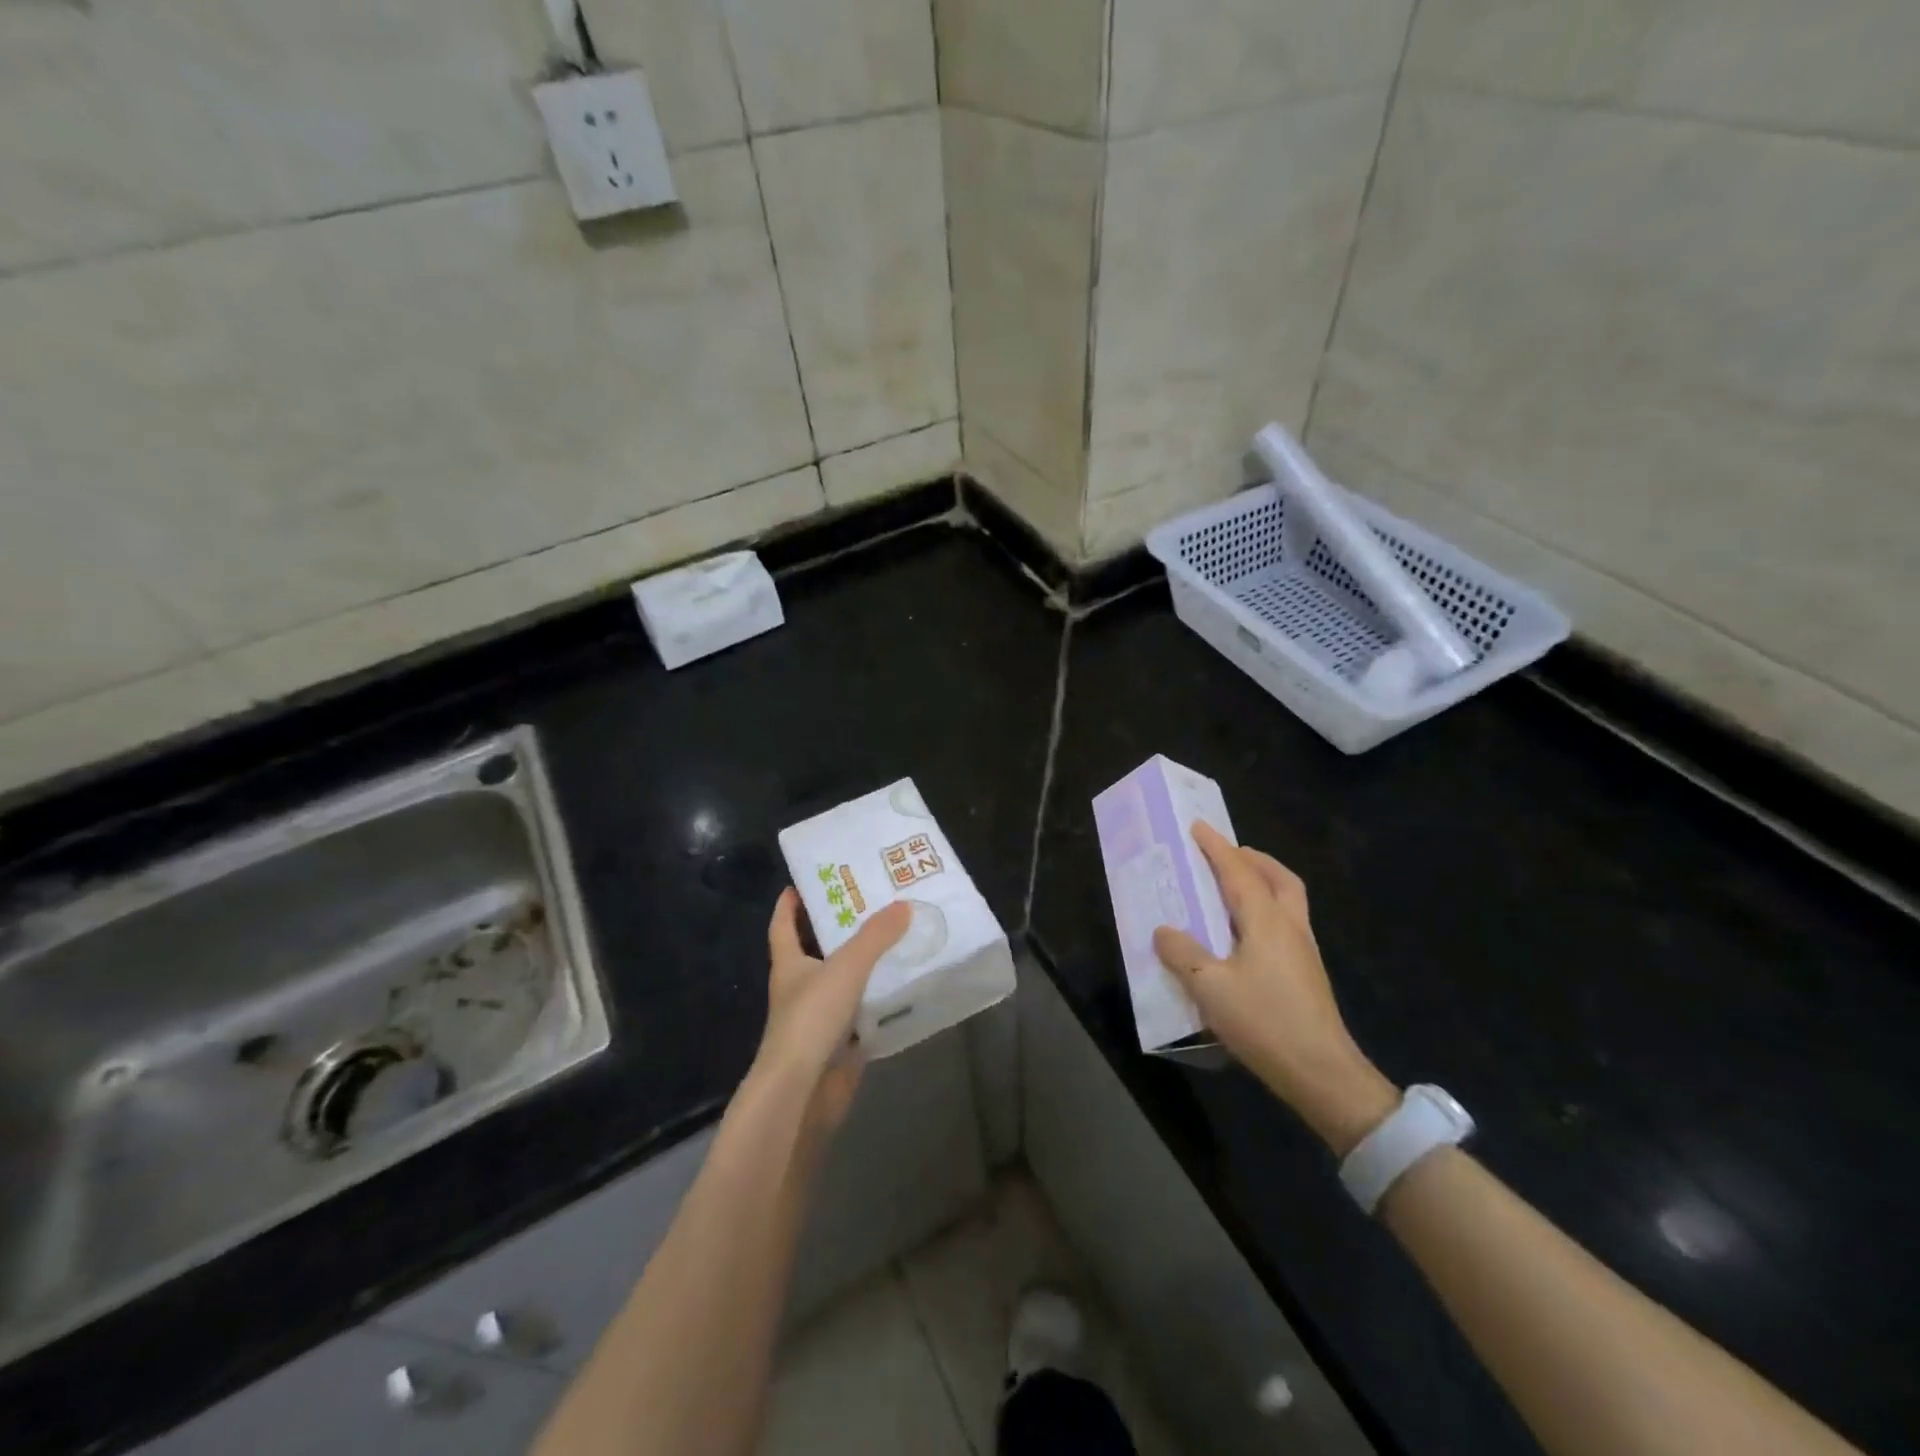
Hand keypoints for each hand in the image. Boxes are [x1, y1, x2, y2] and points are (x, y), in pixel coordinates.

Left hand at [756, 889, 911, 1137]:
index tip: (802, 883)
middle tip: (871, 904)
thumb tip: (903, 905)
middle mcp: (800, 989)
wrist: (802, 1092)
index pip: (782, 926)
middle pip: (816, 952)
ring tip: (896, 939)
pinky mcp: (838, 1046)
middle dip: (838, 930)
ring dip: (863, 965)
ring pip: (843, 983)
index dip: (788, 905)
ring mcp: (819, 1019)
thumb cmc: (811, 1019)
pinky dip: (879, 1002)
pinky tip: (904, 989)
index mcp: (789, 965)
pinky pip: (862, 1015)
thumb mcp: (846, 967)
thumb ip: (875, 936)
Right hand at [1153, 825, 1398, 1154]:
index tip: (1198, 827)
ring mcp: (1304, 951)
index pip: (1239, 872)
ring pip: (1288, 899)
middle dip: (1253, 859)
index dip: (1217, 848)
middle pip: (1279, 878)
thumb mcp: (1209, 988)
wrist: (1322, 1072)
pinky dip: (1266, 909)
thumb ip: (1183, 954)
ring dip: (1263, 882)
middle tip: (1227, 854)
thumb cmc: (1264, 1022)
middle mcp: (1290, 927)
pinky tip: (1244, 933)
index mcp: (1266, 921)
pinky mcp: (1306, 973)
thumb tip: (1164, 930)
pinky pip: (1286, 922)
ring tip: (1233, 888)